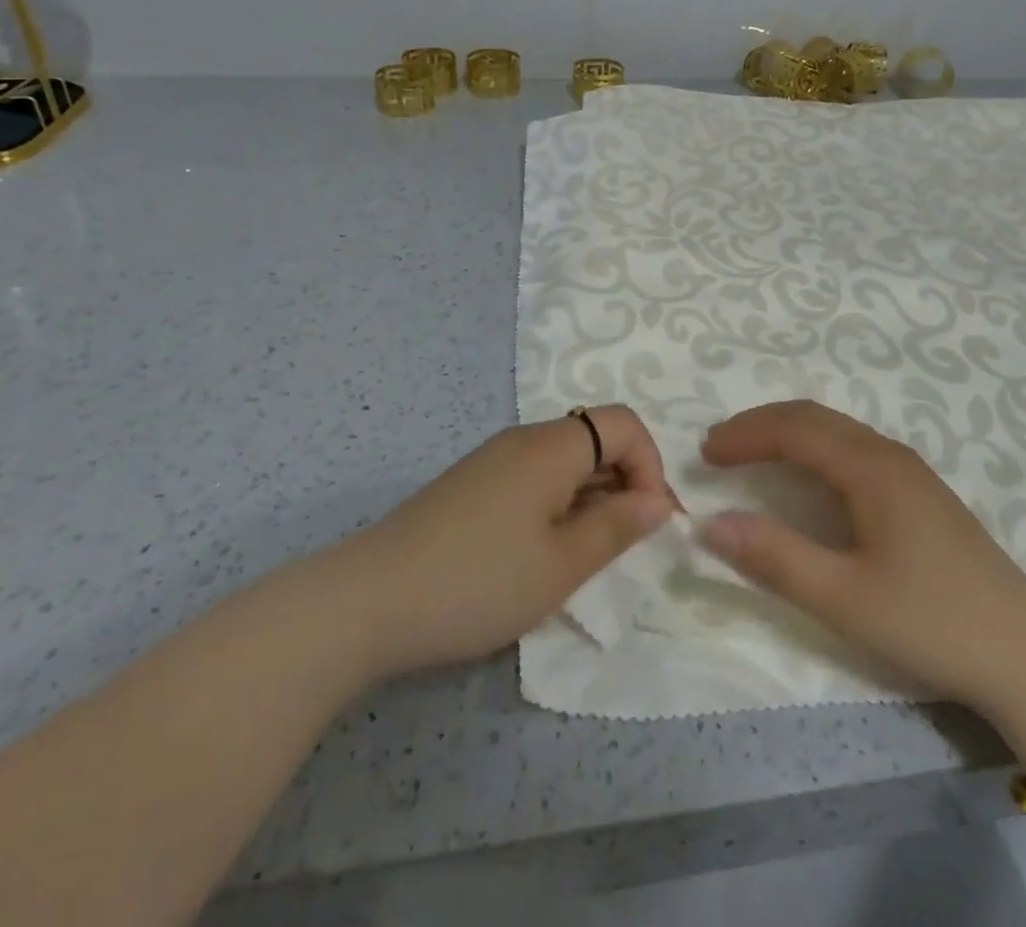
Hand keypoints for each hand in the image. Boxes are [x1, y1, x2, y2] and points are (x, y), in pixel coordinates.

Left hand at [350, 406, 672, 677]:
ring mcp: (492, 461)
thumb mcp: (562, 565)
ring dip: (590, 498)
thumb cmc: (478, 582)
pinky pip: (533, 478)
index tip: (651, 522)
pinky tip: (540, 553)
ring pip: (564, 461)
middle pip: (594, 439)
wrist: (367, 602)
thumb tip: (658, 501)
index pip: (623, 424)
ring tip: (583, 556)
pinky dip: (557, 505)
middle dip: (624, 483)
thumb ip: (617, 528)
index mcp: (551, 447)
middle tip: (624, 546)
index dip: (650, 465)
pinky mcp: (471, 486)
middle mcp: (523, 439)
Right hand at [700, 401, 1025, 760]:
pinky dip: (815, 452)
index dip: (745, 434)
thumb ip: (774, 557)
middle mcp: (890, 454)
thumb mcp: (843, 597)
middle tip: (719, 449)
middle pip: (815, 418)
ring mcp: (911, 472)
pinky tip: (808, 481)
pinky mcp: (922, 494)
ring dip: (789, 436)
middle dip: (762, 426)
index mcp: (871, 467)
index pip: (794, 428)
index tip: (704, 454)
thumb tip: (709, 523)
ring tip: (752, 458)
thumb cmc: (931, 621)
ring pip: (837, 432)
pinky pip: (854, 450)